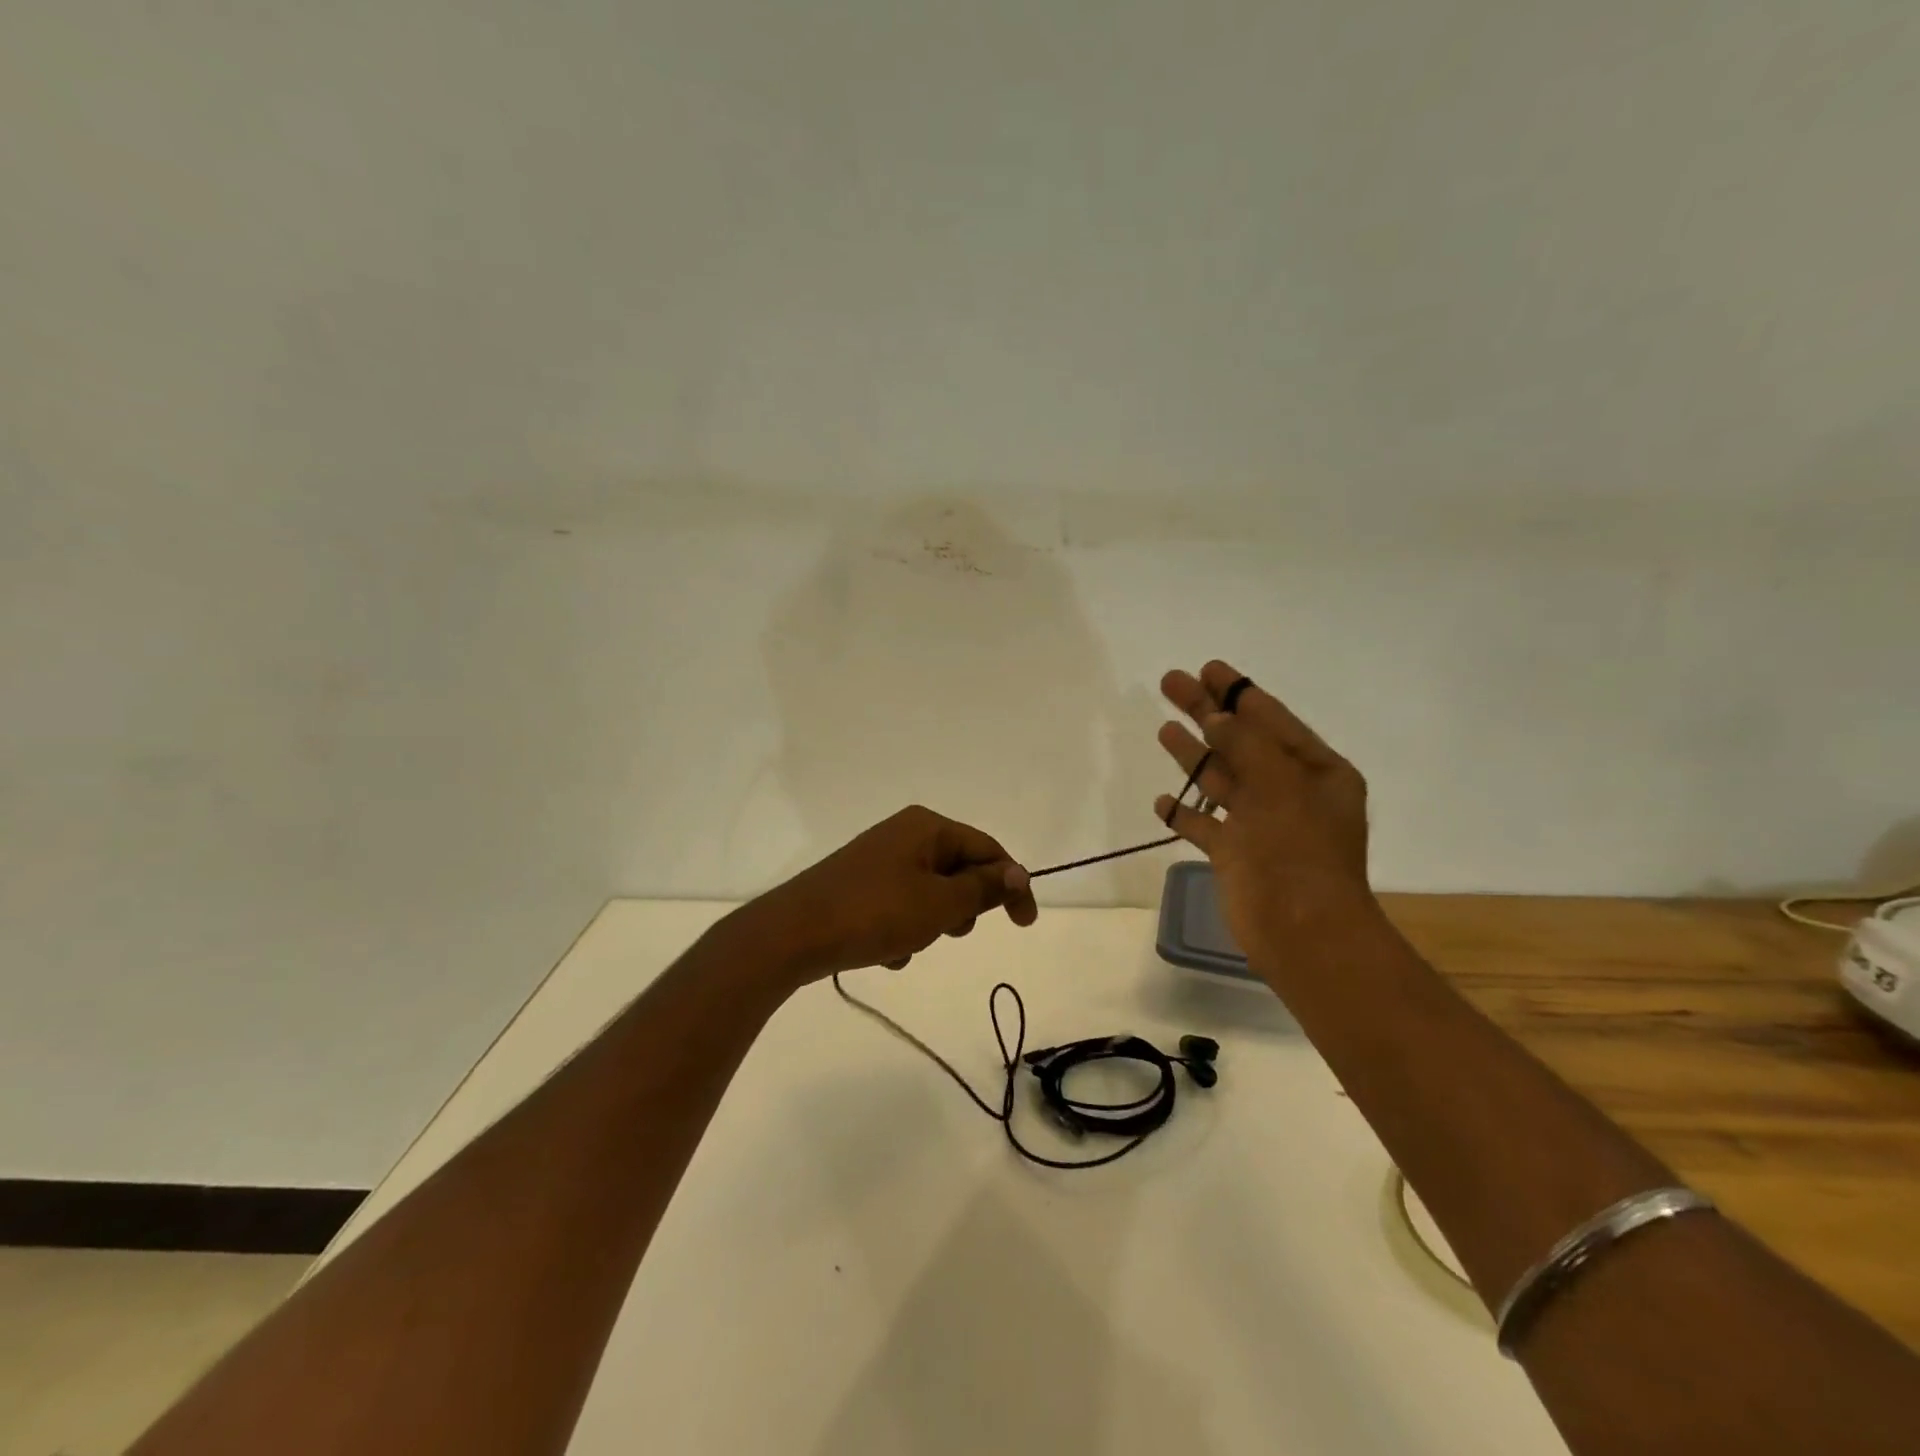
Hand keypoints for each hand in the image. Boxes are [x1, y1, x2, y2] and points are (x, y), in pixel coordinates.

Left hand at [735, 805, 1038, 986]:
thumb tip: (1019, 873)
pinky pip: (900, 906)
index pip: (988, 850)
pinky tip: (883, 952)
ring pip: (930, 894)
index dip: (1012, 886)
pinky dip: (902, 930)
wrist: (792, 935)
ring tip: (905, 944)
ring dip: (929, 924)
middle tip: (947, 931)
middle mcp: (904, 834)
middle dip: (960, 909)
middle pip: (958, 871)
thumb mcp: (939, 904)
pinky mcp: (860, 885)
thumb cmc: (874, 913)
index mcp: (927, 827)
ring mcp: (879, 859)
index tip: (1025, 925)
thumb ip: (983, 888)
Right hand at [1153, 660, 1377, 958]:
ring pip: (1221, 779)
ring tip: (1164, 728)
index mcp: (1315, 771)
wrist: (1302, 932)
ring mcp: (1261, 824)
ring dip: (1193, 755)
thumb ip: (1246, 744)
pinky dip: (1185, 812)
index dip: (1239, 692)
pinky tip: (1162, 801)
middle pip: (1240, 741)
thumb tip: (1219, 716)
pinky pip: (1205, 825)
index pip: (1272, 719)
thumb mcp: (1280, 785)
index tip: (1208, 668)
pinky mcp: (1236, 855)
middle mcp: (1289, 792)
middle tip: (1171, 683)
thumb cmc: (1298, 852)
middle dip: (1207, 712)